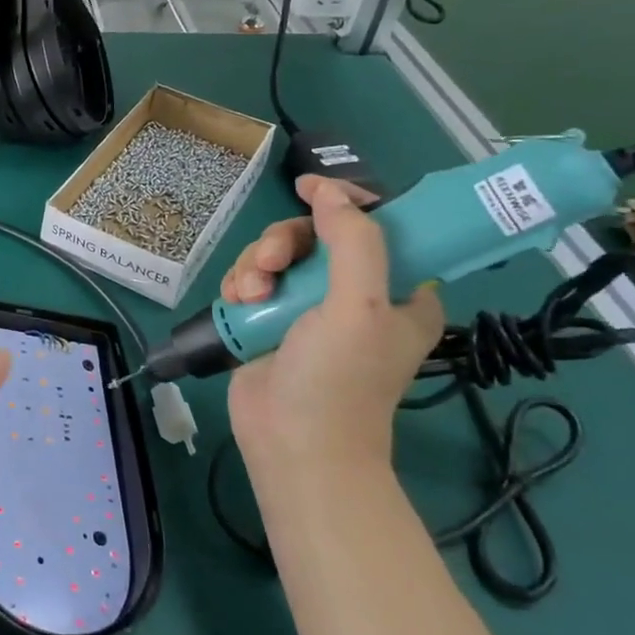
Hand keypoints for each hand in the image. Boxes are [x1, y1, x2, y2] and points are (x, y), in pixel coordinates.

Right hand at [224, 177, 443, 487]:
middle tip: (271, 264)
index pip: (379, 227)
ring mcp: (308, 309)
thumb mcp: (358, 306)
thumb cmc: (339, 379)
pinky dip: (241, 284)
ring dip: (256, 264)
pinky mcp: (270, 320)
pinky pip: (253, 278)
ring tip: (248, 294)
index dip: (346, 202)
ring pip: (277, 256)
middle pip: (316, 236)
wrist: (292, 445)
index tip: (308, 189)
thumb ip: (352, 241)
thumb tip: (327, 191)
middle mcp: (355, 295)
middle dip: (285, 243)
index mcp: (397, 292)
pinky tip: (237, 302)